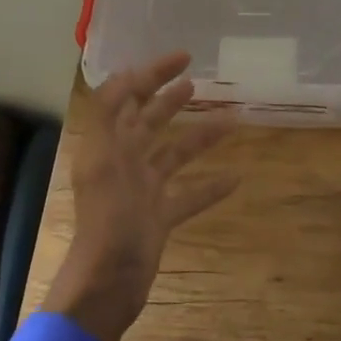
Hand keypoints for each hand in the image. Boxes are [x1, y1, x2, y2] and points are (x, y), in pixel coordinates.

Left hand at [43, 51, 236, 340]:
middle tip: (198, 82)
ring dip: (201, 137)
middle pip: (149, 121)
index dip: (151, 74)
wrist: (108, 282)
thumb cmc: (108, 219)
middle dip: (171, 98)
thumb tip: (125, 74)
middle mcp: (123, 162)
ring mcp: (143, 191)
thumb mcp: (104, 160)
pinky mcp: (159, 217)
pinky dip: (211, 186)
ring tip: (232, 120)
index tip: (184, 57)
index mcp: (107, 145)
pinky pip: (189, 195)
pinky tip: (236, 178)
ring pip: (176, 154)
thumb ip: (109, 115)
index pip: (127, 97)